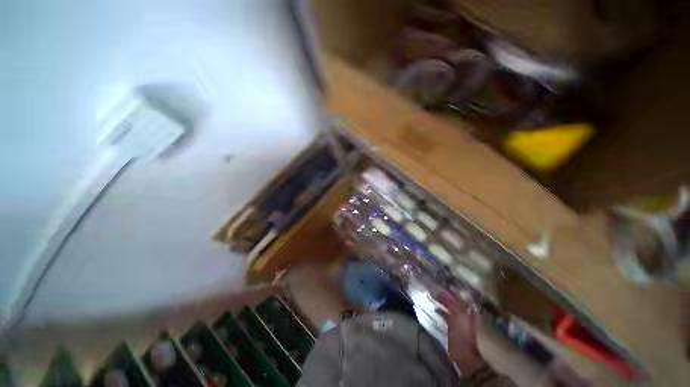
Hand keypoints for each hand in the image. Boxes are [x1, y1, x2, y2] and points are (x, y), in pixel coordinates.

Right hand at [435, 292, 483, 373]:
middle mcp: (464, 315)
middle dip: (445, 296)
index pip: (460, 299)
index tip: (443, 286)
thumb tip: (452, 293)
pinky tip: (435, 309)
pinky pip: (446, 316)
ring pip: (449, 308)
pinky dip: (441, 311)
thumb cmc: (464, 334)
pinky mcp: (452, 327)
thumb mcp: (460, 317)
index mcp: (468, 312)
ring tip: (433, 297)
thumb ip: (455, 305)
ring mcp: (458, 321)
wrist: (464, 353)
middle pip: (454, 302)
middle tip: (435, 290)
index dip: (452, 293)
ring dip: (442, 303)